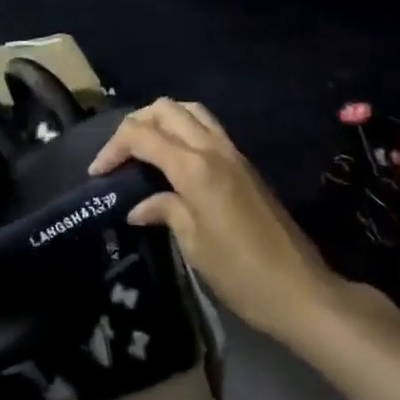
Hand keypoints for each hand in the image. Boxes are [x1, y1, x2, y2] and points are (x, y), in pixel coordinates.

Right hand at [90, 99, 341, 344]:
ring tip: (144, 147)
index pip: (142, 135)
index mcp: (195, 167)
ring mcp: (232, 151)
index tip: (98, 172)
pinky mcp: (244, 162)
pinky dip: (183, 128)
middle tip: (118, 154)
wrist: (301, 290)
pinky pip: (206, 126)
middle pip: (165, 109)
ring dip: (161, 118)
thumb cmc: (241, 273)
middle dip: (135, 123)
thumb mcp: (193, 245)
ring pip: (189, 110)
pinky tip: (173, 157)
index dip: (113, 147)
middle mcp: (212, 147)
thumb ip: (164, 211)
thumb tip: (138, 206)